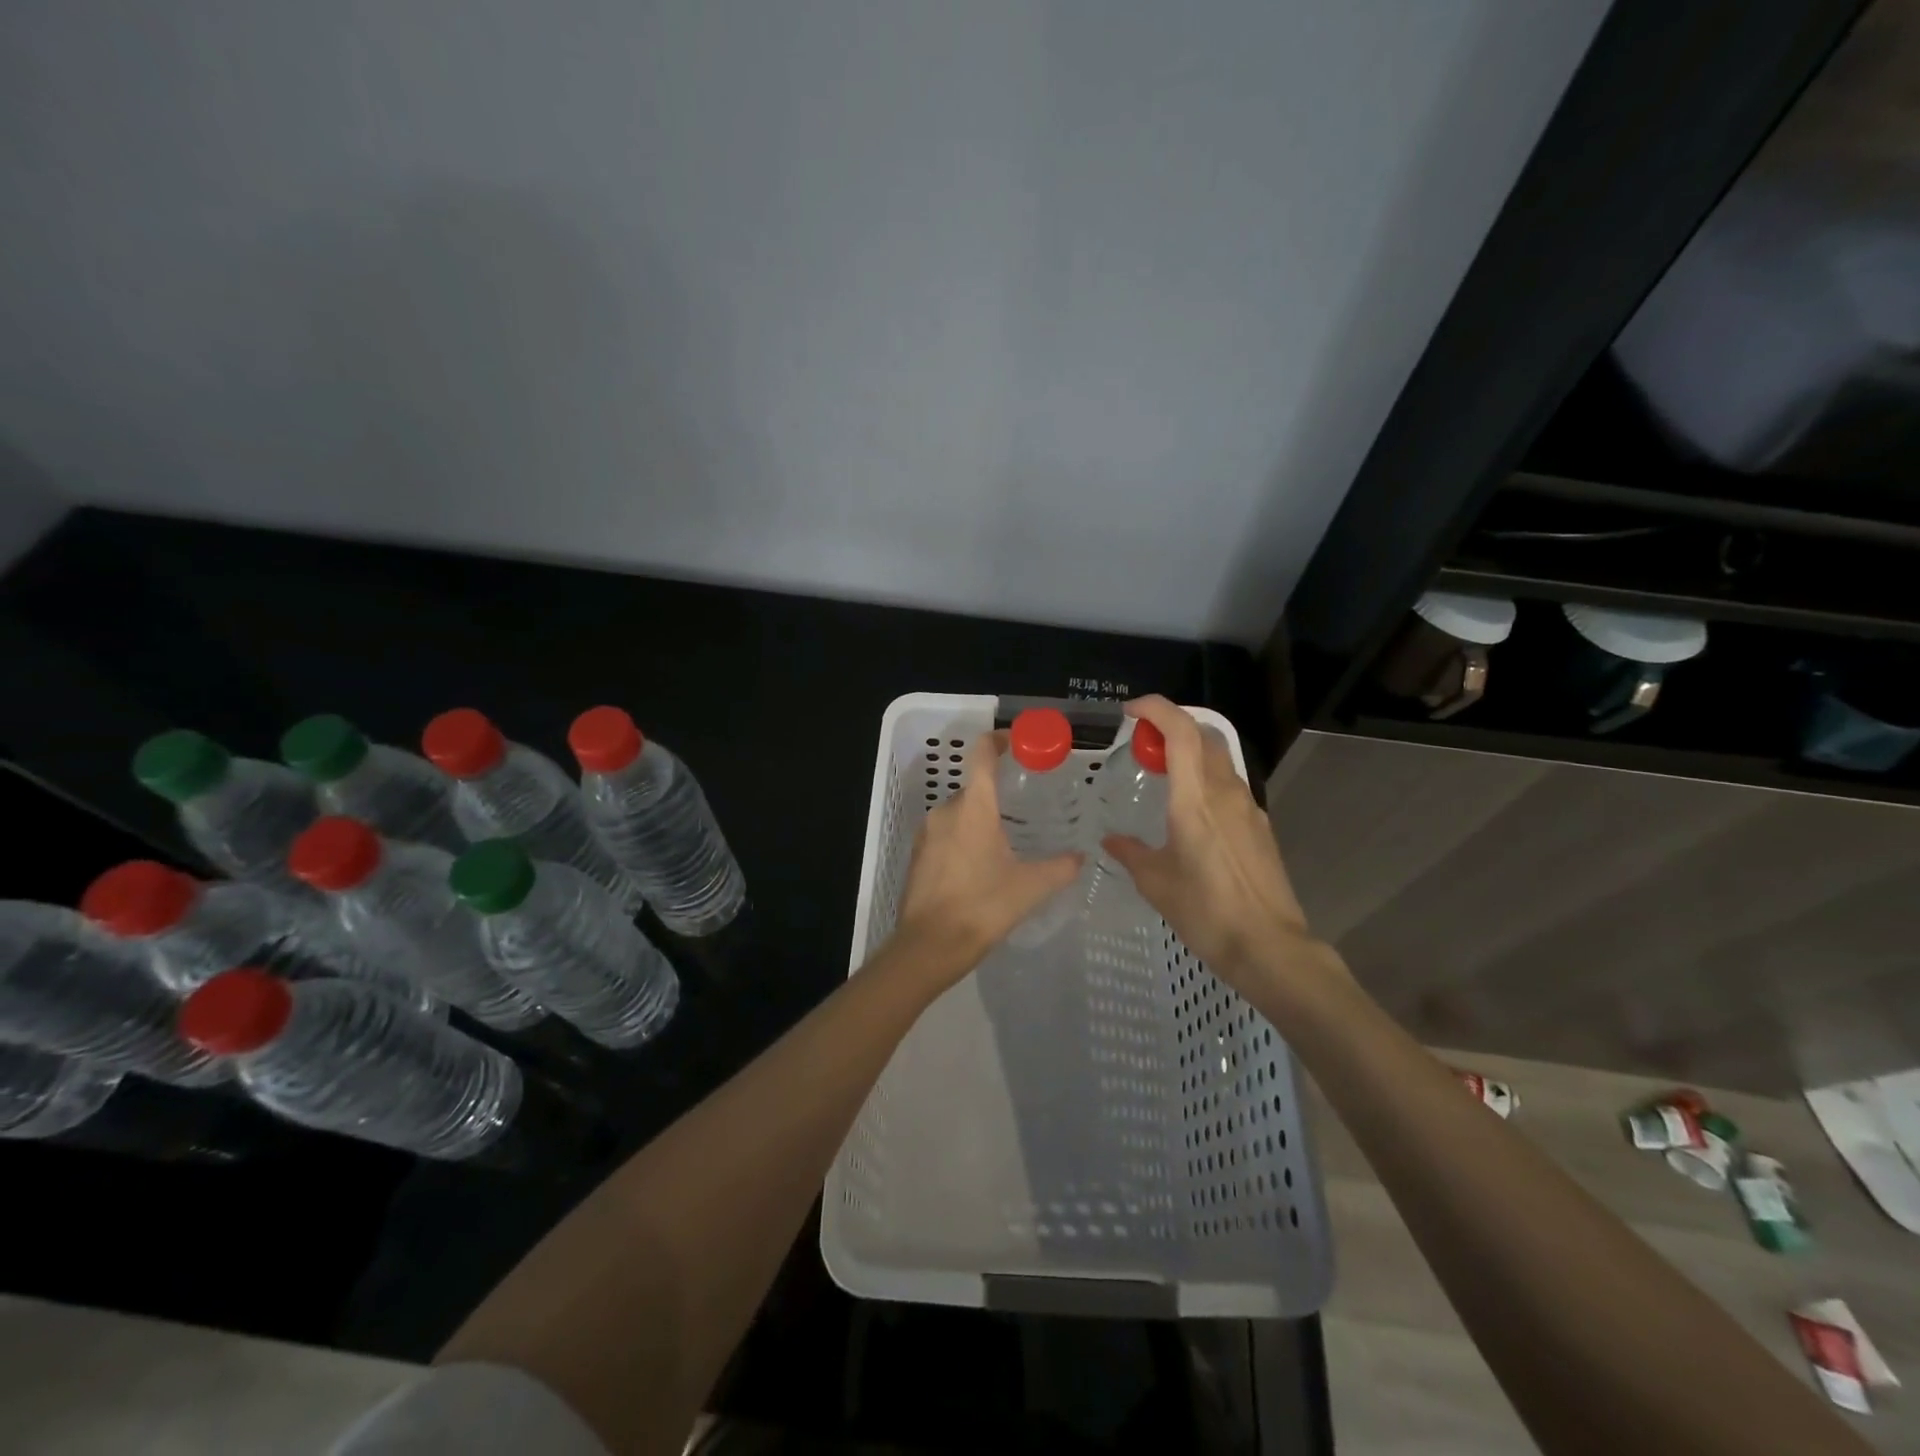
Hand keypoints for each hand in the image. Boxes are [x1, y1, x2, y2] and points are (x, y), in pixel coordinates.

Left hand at [891, 732, 1081, 981]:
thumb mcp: (1030, 888)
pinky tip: (981, 867)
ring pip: (960, 813)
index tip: (1018, 743)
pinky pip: (945, 834)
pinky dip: (964, 840)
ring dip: (981, 821)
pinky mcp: (917, 854)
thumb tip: (1080, 857)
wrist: (928, 946)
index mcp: (974, 807)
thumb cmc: (983, 907)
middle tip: (1025, 811)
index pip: (982, 755)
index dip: (999, 740)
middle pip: (974, 788)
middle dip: (999, 795)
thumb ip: (1060, 867)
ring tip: (1007, 844)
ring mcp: (927, 832)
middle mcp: (946, 810)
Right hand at [1101, 696, 1332, 992]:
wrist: (1268, 946)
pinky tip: (1189, 810)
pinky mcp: (1260, 826)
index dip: (1157, 709)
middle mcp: (1226, 792)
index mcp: (1196, 799)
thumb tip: (1111, 841)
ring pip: (1219, 758)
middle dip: (1171, 725)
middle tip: (1141, 742)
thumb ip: (1130, 853)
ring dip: (1190, 751)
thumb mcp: (1156, 882)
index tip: (1130, 710)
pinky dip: (1204, 777)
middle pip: (1204, 735)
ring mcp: (1248, 808)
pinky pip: (1229, 784)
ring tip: (1161, 772)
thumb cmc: (1206, 911)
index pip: (1182, 732)